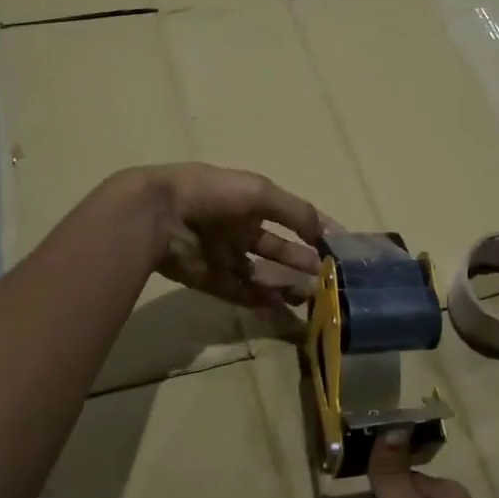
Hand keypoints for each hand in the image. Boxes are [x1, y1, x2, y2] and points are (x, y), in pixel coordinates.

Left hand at [125, 164, 322, 309]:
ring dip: (284, 283)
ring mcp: (223, 255)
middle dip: (301, 261)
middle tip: (326, 277)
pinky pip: (239, 292)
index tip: (340, 245)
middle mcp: (238, 227)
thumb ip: (296, 212)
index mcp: (250, 202)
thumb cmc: (213, 195)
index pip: (291, 216)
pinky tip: (281, 304)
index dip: (315, 228)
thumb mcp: (261, 193)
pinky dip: (259, 298)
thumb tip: (324, 233)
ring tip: (308, 295)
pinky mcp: (209, 280)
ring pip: (260, 274)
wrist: (158, 215)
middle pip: (277, 249)